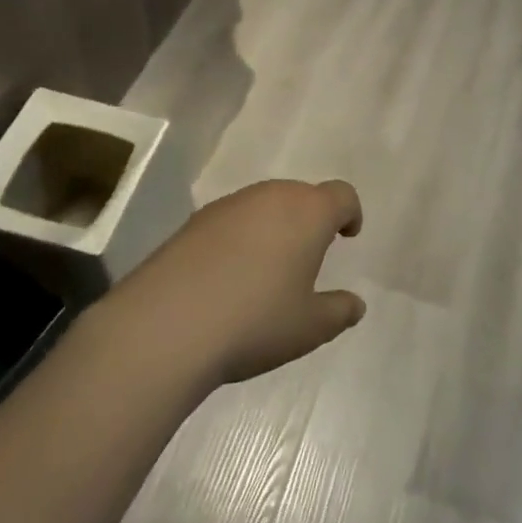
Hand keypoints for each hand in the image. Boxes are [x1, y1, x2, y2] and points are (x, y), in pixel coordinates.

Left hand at [107, 178, 366, 386]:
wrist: (166, 325)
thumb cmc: (255, 322)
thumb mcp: (308, 328)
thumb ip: (338, 311)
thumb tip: (355, 304)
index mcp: (309, 212)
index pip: (341, 195)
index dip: (350, 212)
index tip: (347, 235)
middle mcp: (272, 196)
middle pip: (302, 195)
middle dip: (310, 219)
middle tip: (308, 255)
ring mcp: (231, 204)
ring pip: (265, 204)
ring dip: (274, 225)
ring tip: (268, 268)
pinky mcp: (195, 220)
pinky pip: (233, 219)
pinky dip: (241, 236)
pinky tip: (229, 274)